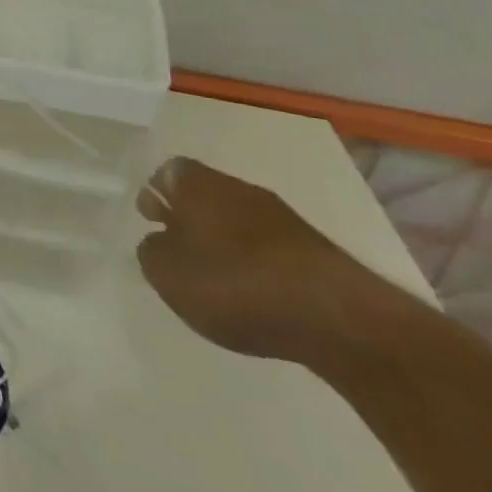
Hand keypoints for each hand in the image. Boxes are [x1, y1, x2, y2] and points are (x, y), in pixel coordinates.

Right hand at [136, 157, 390, 362]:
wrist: (339, 319)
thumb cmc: (234, 284)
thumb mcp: (167, 274)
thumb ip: (152, 251)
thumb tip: (160, 242)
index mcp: (196, 184)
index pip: (167, 173)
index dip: (155, 194)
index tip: (151, 220)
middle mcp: (238, 188)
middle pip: (205, 194)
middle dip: (191, 217)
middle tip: (179, 247)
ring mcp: (283, 218)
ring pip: (238, 220)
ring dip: (225, 241)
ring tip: (217, 277)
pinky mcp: (315, 251)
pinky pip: (269, 247)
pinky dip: (257, 263)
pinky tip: (255, 292)